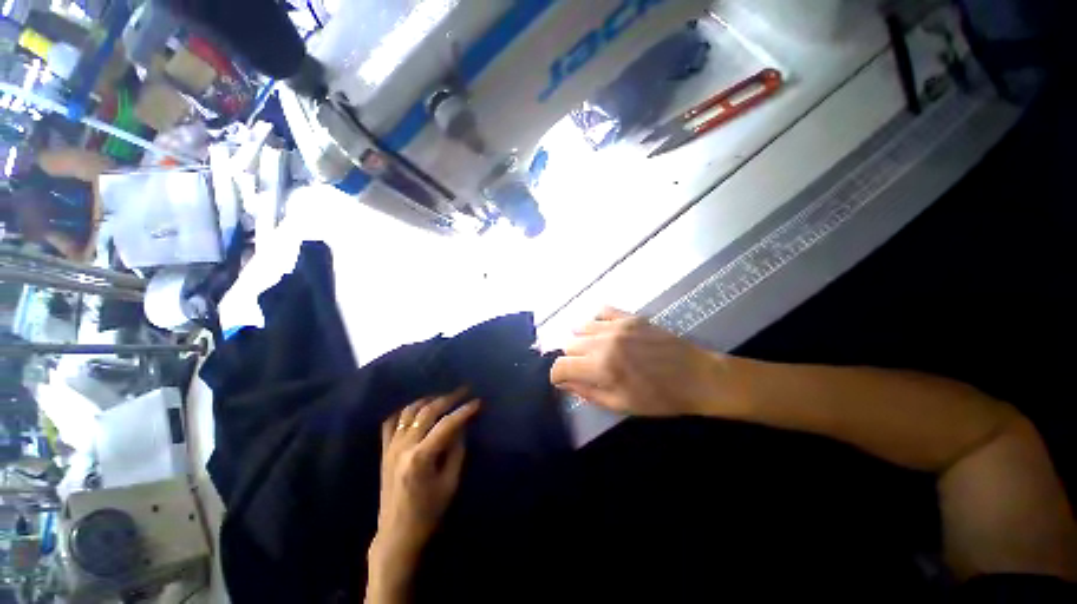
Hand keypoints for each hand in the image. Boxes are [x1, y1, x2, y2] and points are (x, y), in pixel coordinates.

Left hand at [367, 389, 479, 601]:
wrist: (396, 535)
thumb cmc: (428, 512)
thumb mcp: (450, 483)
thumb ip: (457, 450)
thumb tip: (462, 425)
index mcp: (421, 458)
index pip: (447, 424)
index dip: (464, 411)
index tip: (478, 402)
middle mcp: (403, 447)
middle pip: (427, 412)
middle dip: (448, 398)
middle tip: (464, 391)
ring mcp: (390, 448)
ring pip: (408, 412)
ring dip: (428, 400)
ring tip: (443, 397)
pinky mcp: (384, 451)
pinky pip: (391, 423)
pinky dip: (404, 411)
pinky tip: (416, 409)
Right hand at [550, 307, 734, 416]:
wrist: (697, 377)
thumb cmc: (659, 398)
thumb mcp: (620, 405)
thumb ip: (586, 393)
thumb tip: (563, 383)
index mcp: (601, 367)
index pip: (560, 366)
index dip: (557, 376)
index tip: (565, 381)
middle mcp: (604, 341)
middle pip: (568, 345)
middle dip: (572, 359)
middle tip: (587, 369)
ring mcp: (617, 325)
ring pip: (580, 327)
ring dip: (582, 341)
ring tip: (596, 351)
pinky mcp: (629, 316)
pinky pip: (600, 311)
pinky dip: (596, 323)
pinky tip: (604, 333)